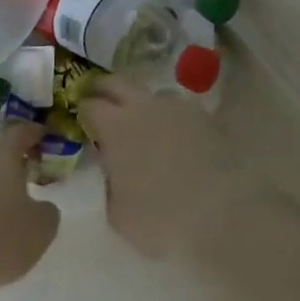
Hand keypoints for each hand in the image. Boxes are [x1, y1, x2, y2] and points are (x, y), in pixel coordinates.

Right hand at [79, 79, 252, 259]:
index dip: (81, 111)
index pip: (89, 104)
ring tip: (140, 125)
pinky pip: (175, 108)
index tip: (80, 121)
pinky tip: (171, 138)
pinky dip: (167, 117)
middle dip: (104, 90)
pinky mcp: (202, 114)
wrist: (220, 212)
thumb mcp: (118, 214)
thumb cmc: (160, 218)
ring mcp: (175, 106)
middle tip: (99, 104)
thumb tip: (109, 169)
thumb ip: (108, 183)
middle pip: (116, 82)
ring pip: (149, 93)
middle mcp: (143, 105)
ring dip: (139, 103)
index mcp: (115, 126)